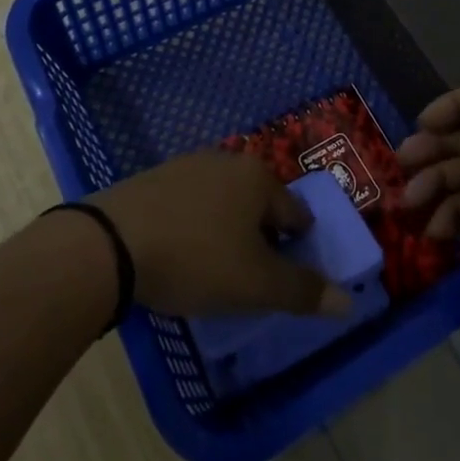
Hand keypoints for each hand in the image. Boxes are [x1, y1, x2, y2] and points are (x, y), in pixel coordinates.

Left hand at [91, 153, 352, 319]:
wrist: (109, 244)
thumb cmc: (195, 258)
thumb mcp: (256, 284)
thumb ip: (303, 291)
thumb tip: (349, 300)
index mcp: (259, 178)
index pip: (297, 215)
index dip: (297, 251)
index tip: (280, 282)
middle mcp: (227, 160)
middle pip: (260, 206)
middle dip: (260, 241)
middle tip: (247, 280)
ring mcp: (188, 165)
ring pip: (224, 204)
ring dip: (226, 233)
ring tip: (212, 271)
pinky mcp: (154, 179)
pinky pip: (190, 205)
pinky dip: (194, 227)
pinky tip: (179, 254)